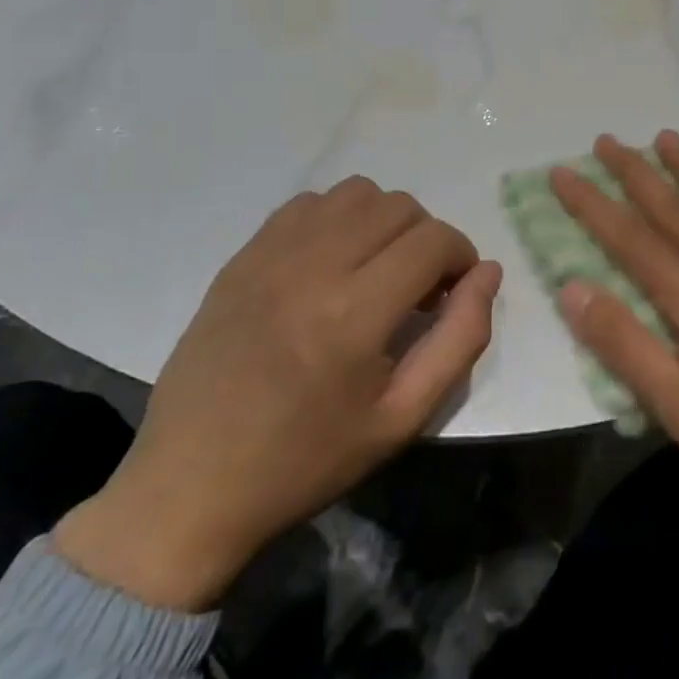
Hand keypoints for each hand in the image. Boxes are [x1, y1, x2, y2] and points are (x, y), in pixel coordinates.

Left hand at [55, 178, 501, 611]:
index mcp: (355, 314)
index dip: (461, 256)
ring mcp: (271, 254)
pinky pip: (308, 203)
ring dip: (382, 221)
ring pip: (356, 193)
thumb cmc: (305, 461)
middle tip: (416, 288)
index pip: (434, 240)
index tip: (453, 292)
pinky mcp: (243, 255)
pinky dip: (336, 219)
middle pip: (399, 206)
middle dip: (426, 238)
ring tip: (374, 269)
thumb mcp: (400, 419)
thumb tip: (488, 273)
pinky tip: (329, 263)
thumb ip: (459, 340)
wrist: (190, 485)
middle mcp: (314, 266)